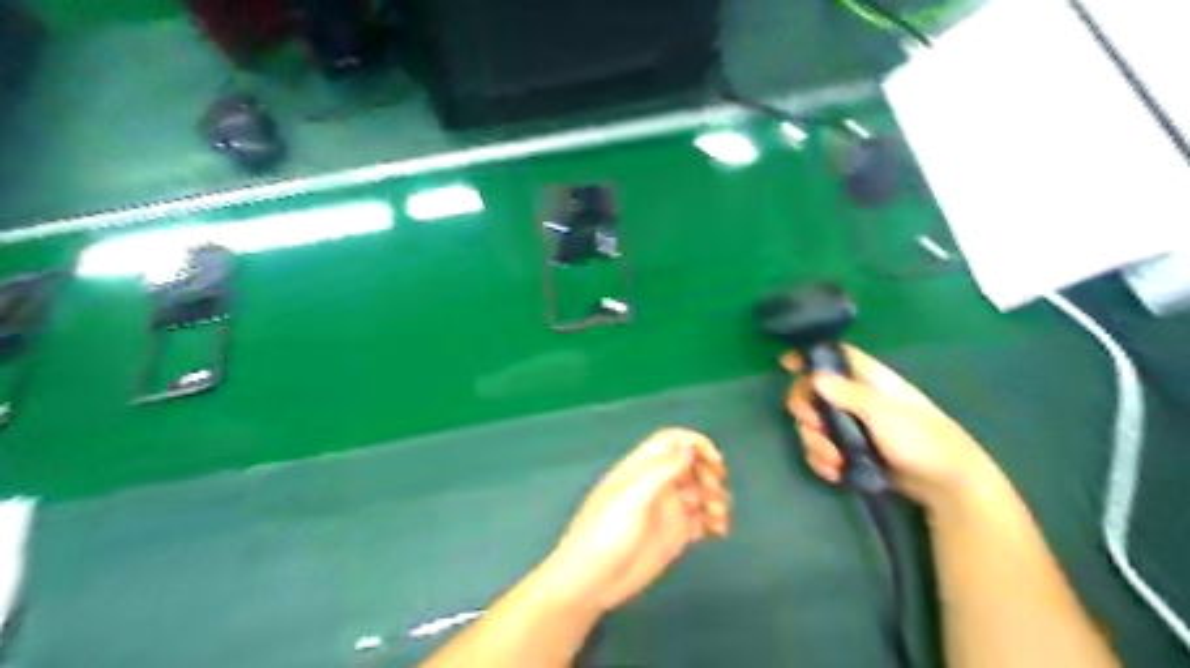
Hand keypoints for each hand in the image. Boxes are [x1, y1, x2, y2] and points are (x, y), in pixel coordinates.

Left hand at [544, 431, 731, 611]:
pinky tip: (719, 531)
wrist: (590, 582)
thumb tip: (688, 447)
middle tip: (715, 492)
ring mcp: (666, 509)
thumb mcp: (631, 500)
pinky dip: (714, 520)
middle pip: (690, 465)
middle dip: (708, 473)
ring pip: (700, 492)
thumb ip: (660, 471)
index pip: (671, 442)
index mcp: (641, 468)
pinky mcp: (674, 534)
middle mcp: (656, 484)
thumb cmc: (605, 535)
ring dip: (715, 497)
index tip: (716, 462)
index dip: (695, 444)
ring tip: (719, 516)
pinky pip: (701, 519)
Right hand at [787, 346, 997, 510]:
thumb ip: (848, 393)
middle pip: (813, 393)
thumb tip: (813, 377)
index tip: (785, 364)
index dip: (809, 356)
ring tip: (834, 461)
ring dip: (816, 443)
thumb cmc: (920, 438)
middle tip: (815, 425)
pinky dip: (823, 461)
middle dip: (806, 412)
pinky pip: (822, 450)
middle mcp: (854, 398)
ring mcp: (851, 426)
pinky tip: (835, 472)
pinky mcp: (850, 451)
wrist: (946, 484)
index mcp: (867, 379)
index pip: (833, 356)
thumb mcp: (883, 412)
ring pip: (814, 426)